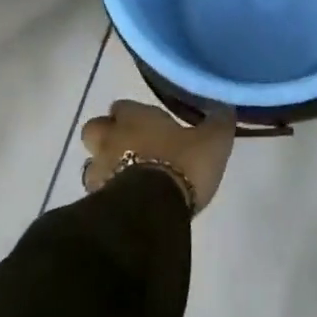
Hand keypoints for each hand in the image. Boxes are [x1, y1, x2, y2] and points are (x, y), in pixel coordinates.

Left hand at [80, 100, 233, 213]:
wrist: (152, 211)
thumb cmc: (182, 164)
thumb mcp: (213, 141)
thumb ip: (218, 122)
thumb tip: (224, 108)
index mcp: (135, 117)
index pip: (123, 106)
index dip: (132, 114)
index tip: (147, 124)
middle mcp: (111, 138)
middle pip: (95, 129)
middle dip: (107, 136)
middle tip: (128, 148)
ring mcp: (99, 171)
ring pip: (92, 162)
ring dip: (104, 168)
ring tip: (125, 179)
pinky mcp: (96, 202)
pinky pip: (97, 192)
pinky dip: (107, 195)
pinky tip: (126, 203)